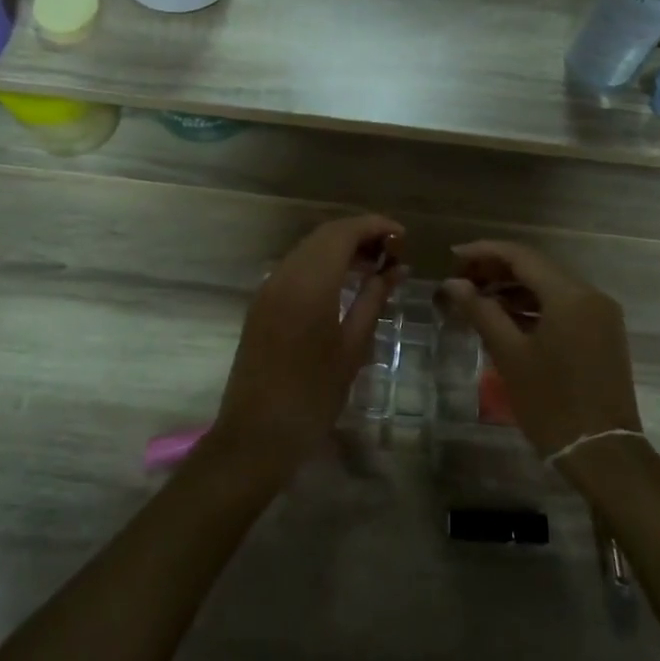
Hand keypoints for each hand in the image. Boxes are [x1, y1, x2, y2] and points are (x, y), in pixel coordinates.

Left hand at [209, 214, 404, 478]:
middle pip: (324, 235)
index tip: (403, 236)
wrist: (256, 434)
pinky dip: (322, 264)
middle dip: (360, 234)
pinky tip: (344, 283)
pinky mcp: (261, 303)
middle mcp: (284, 275)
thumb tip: (397, 269)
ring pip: (308, 249)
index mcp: (309, 283)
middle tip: (393, 251)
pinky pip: (295, 267)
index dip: (375, 226)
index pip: (343, 233)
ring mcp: (268, 288)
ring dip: (341, 248)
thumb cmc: (313, 396)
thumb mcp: (352, 347)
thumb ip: (374, 299)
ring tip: (375, 266)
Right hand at [440, 240, 641, 465]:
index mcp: (570, 295)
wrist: (602, 452)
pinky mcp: (602, 334)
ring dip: (514, 288)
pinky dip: (534, 306)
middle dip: (497, 269)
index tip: (452, 257)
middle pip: (537, 267)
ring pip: (550, 287)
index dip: (484, 252)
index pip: (521, 256)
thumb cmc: (551, 402)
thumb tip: (453, 284)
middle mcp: (590, 295)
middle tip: (461, 280)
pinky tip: (506, 318)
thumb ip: (481, 311)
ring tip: (477, 299)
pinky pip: (563, 306)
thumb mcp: (510, 354)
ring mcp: (601, 315)